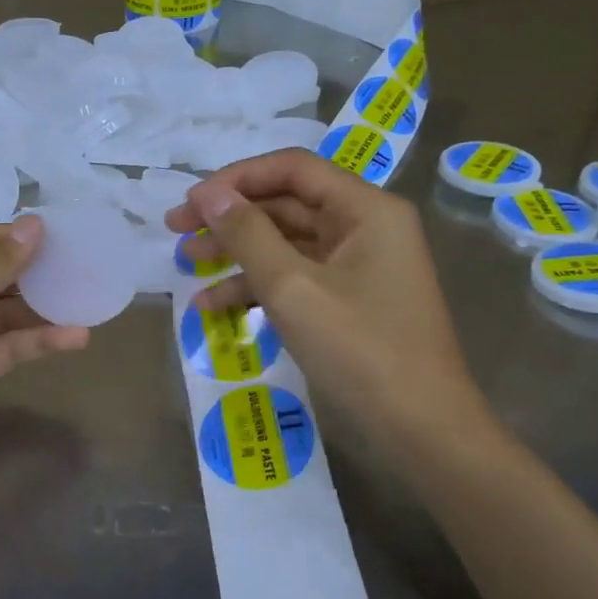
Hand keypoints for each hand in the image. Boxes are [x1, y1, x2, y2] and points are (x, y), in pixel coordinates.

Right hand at [164, 149, 488, 455]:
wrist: (421, 430)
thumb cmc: (360, 349)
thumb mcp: (292, 288)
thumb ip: (247, 234)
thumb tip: (209, 194)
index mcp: (365, 210)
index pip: (292, 168)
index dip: (236, 179)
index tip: (191, 203)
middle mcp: (364, 228)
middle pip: (286, 204)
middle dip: (230, 217)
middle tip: (176, 230)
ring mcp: (357, 267)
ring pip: (286, 243)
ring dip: (236, 252)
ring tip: (187, 266)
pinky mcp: (347, 302)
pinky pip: (295, 279)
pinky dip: (256, 288)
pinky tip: (214, 307)